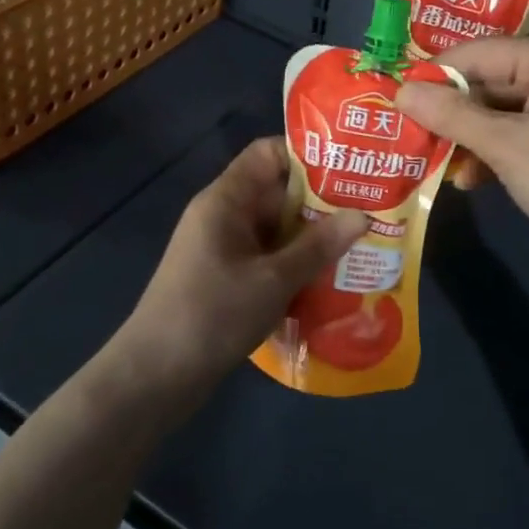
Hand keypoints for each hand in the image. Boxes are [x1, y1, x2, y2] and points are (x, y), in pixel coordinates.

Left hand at [113, 138, 368, 398]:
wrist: (156, 375)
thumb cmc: (212, 315)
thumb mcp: (273, 279)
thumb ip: (318, 246)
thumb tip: (363, 215)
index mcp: (226, 200)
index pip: (267, 153)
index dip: (308, 154)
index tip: (351, 169)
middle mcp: (224, 216)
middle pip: (277, 192)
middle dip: (322, 201)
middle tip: (371, 210)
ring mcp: (224, 249)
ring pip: (276, 229)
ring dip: (313, 237)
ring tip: (362, 244)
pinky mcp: (227, 278)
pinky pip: (268, 258)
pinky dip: (296, 263)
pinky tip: (331, 278)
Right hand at [395, 37, 528, 279]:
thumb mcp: (504, 144)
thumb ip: (451, 114)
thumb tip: (400, 90)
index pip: (483, 53)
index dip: (437, 74)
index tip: (396, 95)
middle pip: (493, 83)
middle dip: (453, 113)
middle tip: (409, 131)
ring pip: (503, 115)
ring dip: (469, 139)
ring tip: (434, 161)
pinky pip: (519, 137)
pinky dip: (494, 155)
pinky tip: (469, 181)